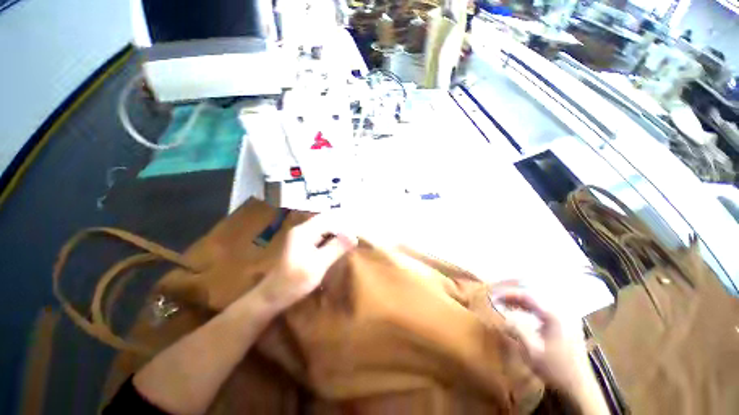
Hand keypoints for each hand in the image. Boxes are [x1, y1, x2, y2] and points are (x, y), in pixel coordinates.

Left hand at [256, 213, 357, 309]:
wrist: (272, 297)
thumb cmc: (294, 281)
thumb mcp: (318, 265)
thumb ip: (335, 248)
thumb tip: (354, 236)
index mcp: (304, 231)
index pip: (328, 218)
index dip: (344, 222)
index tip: (358, 231)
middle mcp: (303, 230)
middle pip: (327, 221)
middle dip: (342, 227)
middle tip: (357, 236)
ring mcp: (302, 237)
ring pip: (325, 229)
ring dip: (338, 234)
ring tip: (352, 241)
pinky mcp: (303, 245)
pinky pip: (321, 237)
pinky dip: (332, 240)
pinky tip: (340, 247)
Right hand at [491, 287, 589, 390]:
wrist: (579, 386)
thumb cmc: (555, 368)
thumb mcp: (531, 351)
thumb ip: (516, 329)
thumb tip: (503, 316)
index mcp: (553, 315)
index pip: (527, 296)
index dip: (508, 294)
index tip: (494, 297)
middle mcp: (562, 311)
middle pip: (534, 295)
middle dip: (514, 295)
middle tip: (499, 299)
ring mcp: (568, 316)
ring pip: (540, 300)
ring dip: (522, 300)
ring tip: (507, 304)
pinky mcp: (569, 323)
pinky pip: (546, 307)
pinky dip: (532, 307)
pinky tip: (523, 311)